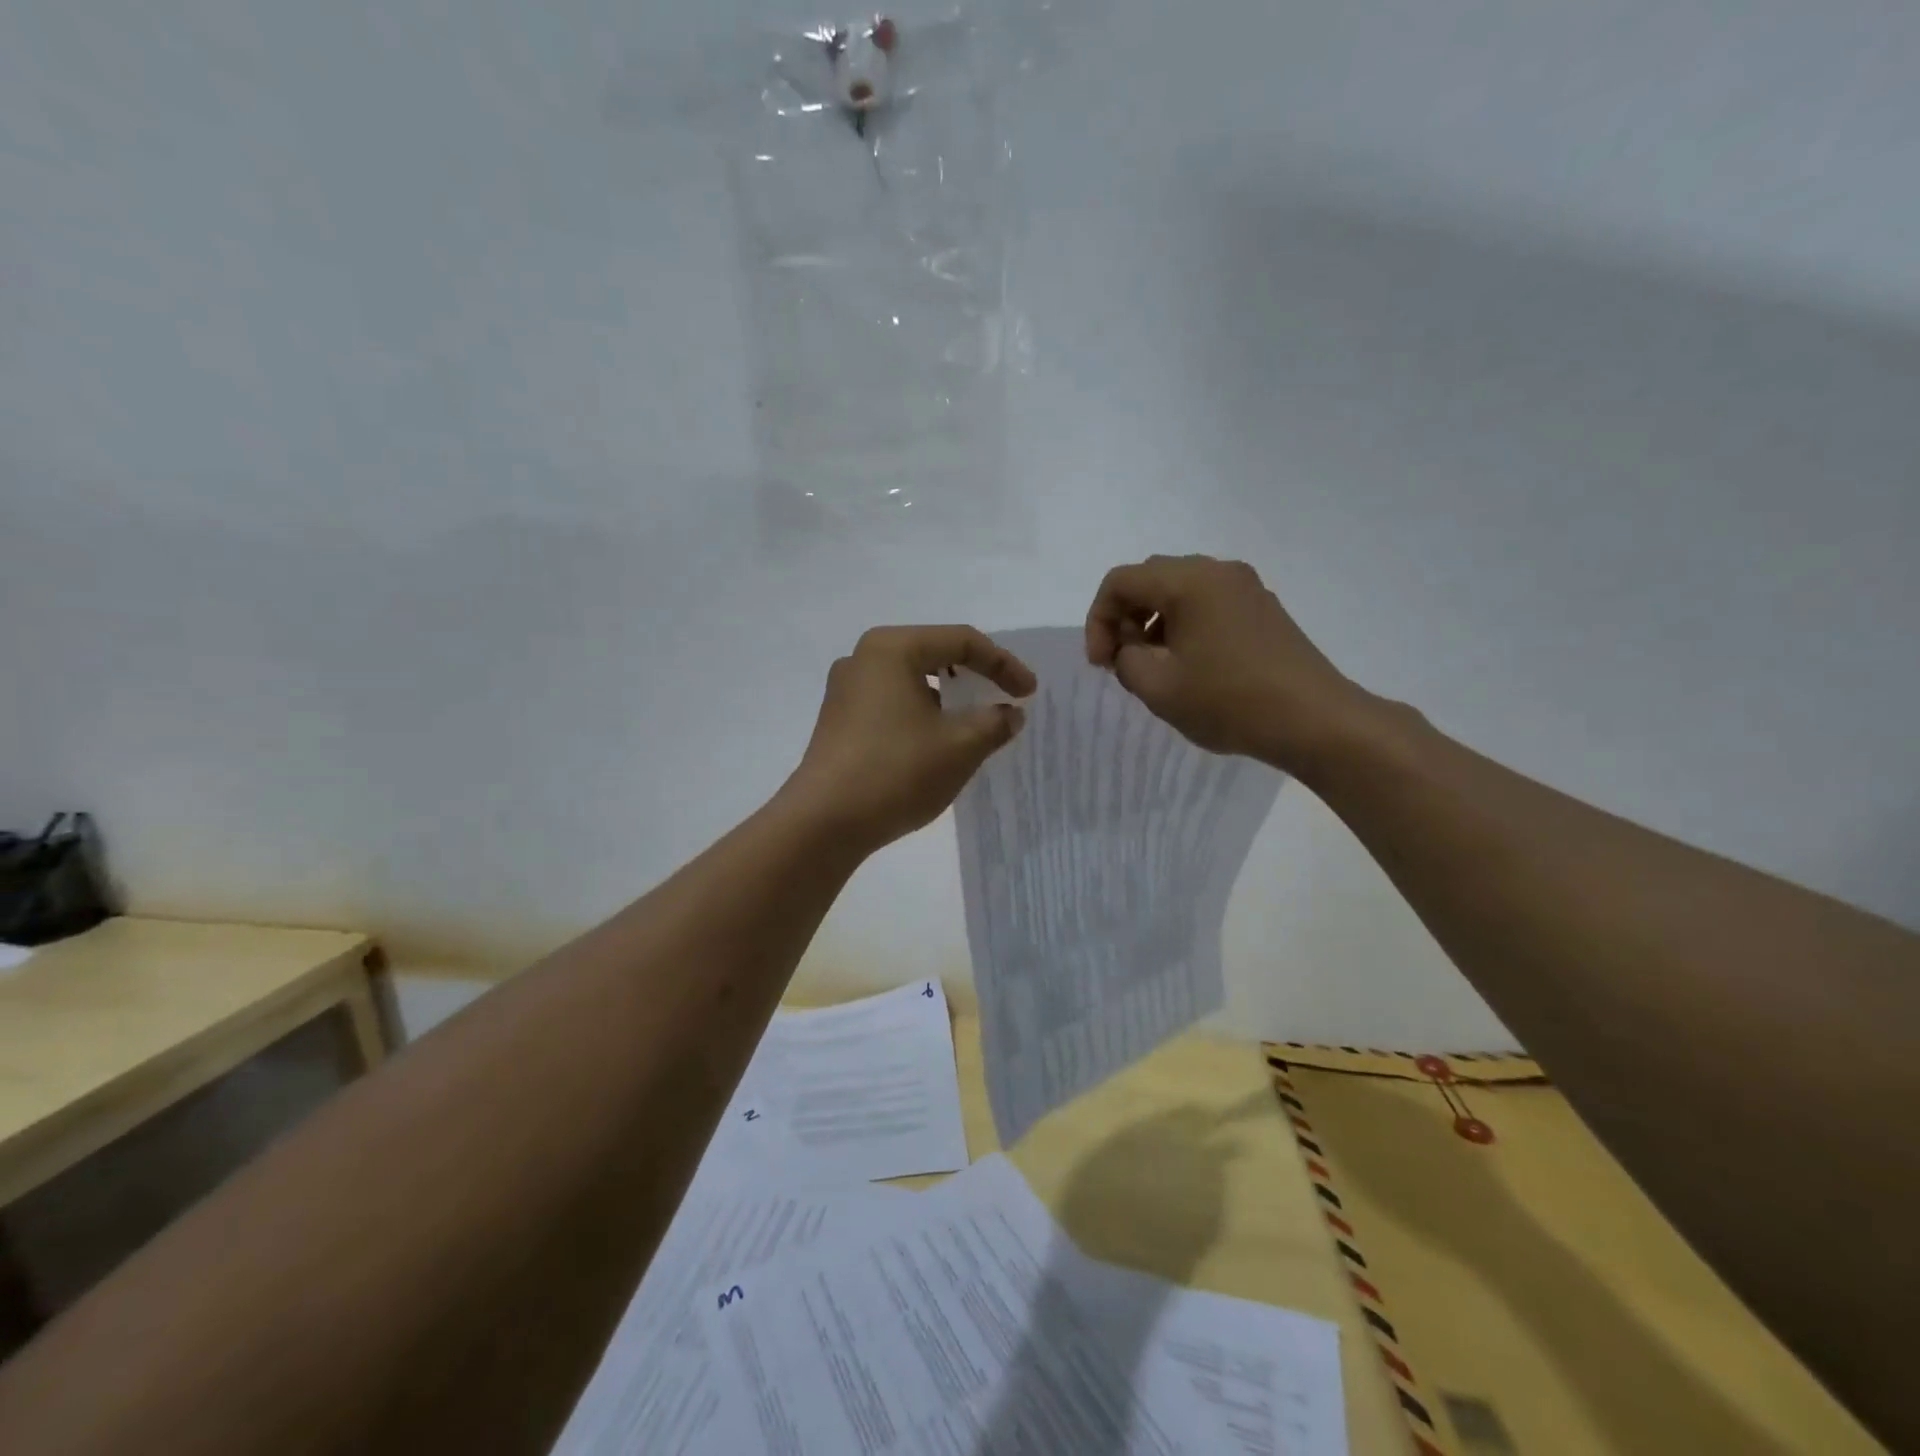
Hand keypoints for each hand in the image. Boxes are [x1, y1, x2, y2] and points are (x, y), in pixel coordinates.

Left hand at [787, 625, 1036, 851]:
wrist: (824, 823)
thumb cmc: (896, 771)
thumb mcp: (960, 746)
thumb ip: (994, 722)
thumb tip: (1009, 714)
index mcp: (892, 648)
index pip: (961, 641)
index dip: (1003, 664)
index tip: (1029, 693)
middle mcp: (863, 658)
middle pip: (934, 654)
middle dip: (974, 676)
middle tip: (1005, 699)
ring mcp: (845, 690)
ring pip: (912, 681)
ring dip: (948, 699)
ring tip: (976, 724)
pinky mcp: (839, 721)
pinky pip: (892, 704)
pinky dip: (922, 715)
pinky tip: (938, 743)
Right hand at [1085, 554, 1371, 766]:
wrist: (1314, 720)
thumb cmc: (1229, 701)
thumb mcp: (1158, 687)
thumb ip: (1126, 660)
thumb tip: (1130, 649)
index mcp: (1189, 581)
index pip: (1120, 581)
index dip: (1098, 621)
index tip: (1101, 664)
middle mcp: (1217, 571)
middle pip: (1150, 579)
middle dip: (1125, 617)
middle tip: (1121, 661)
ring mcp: (1245, 587)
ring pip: (1179, 590)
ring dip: (1154, 622)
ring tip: (1153, 666)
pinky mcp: (1263, 608)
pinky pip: (1208, 603)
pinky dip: (1184, 625)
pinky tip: (1189, 665)